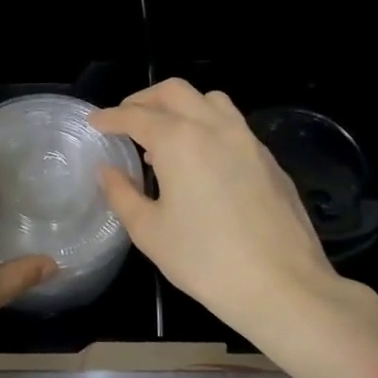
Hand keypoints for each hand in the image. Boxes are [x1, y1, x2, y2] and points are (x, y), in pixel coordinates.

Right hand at [92, 80, 377, 353]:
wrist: (282, 286)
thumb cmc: (204, 260)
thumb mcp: (149, 231)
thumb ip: (122, 194)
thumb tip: (107, 171)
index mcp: (179, 141)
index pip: (136, 116)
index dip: (110, 117)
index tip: (94, 122)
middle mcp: (214, 128)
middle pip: (174, 92)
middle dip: (143, 100)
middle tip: (125, 119)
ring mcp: (248, 141)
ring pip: (209, 101)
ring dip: (180, 107)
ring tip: (164, 136)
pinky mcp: (269, 160)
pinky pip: (232, 125)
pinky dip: (207, 126)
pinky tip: (201, 161)